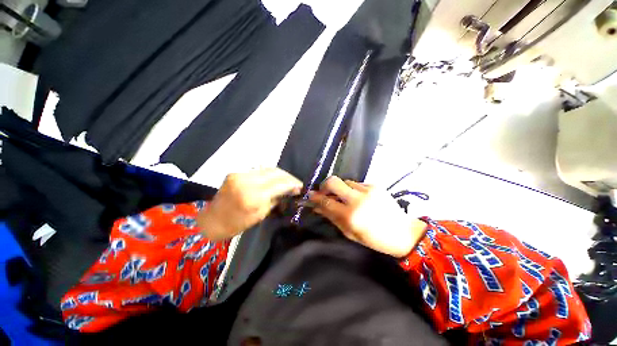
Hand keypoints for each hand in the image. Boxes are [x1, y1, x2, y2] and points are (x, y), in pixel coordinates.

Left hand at [197, 168, 302, 240]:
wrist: (212, 220)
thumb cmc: (237, 223)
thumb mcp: (260, 215)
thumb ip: (275, 199)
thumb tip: (288, 191)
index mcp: (253, 197)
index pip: (279, 185)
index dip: (292, 184)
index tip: (300, 186)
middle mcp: (247, 182)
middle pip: (275, 173)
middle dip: (288, 177)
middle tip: (296, 183)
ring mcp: (240, 175)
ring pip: (267, 169)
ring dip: (280, 174)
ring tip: (288, 180)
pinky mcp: (236, 173)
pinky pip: (259, 171)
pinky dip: (270, 174)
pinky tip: (275, 178)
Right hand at [308, 176, 426, 257]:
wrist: (403, 232)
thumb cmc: (374, 238)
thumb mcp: (350, 233)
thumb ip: (332, 217)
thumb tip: (316, 206)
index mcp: (351, 216)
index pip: (326, 201)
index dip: (315, 197)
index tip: (309, 195)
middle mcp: (358, 199)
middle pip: (333, 181)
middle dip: (324, 185)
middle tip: (324, 192)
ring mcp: (368, 190)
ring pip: (345, 181)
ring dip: (340, 189)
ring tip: (344, 198)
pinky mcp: (375, 185)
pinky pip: (356, 183)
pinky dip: (352, 189)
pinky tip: (358, 198)